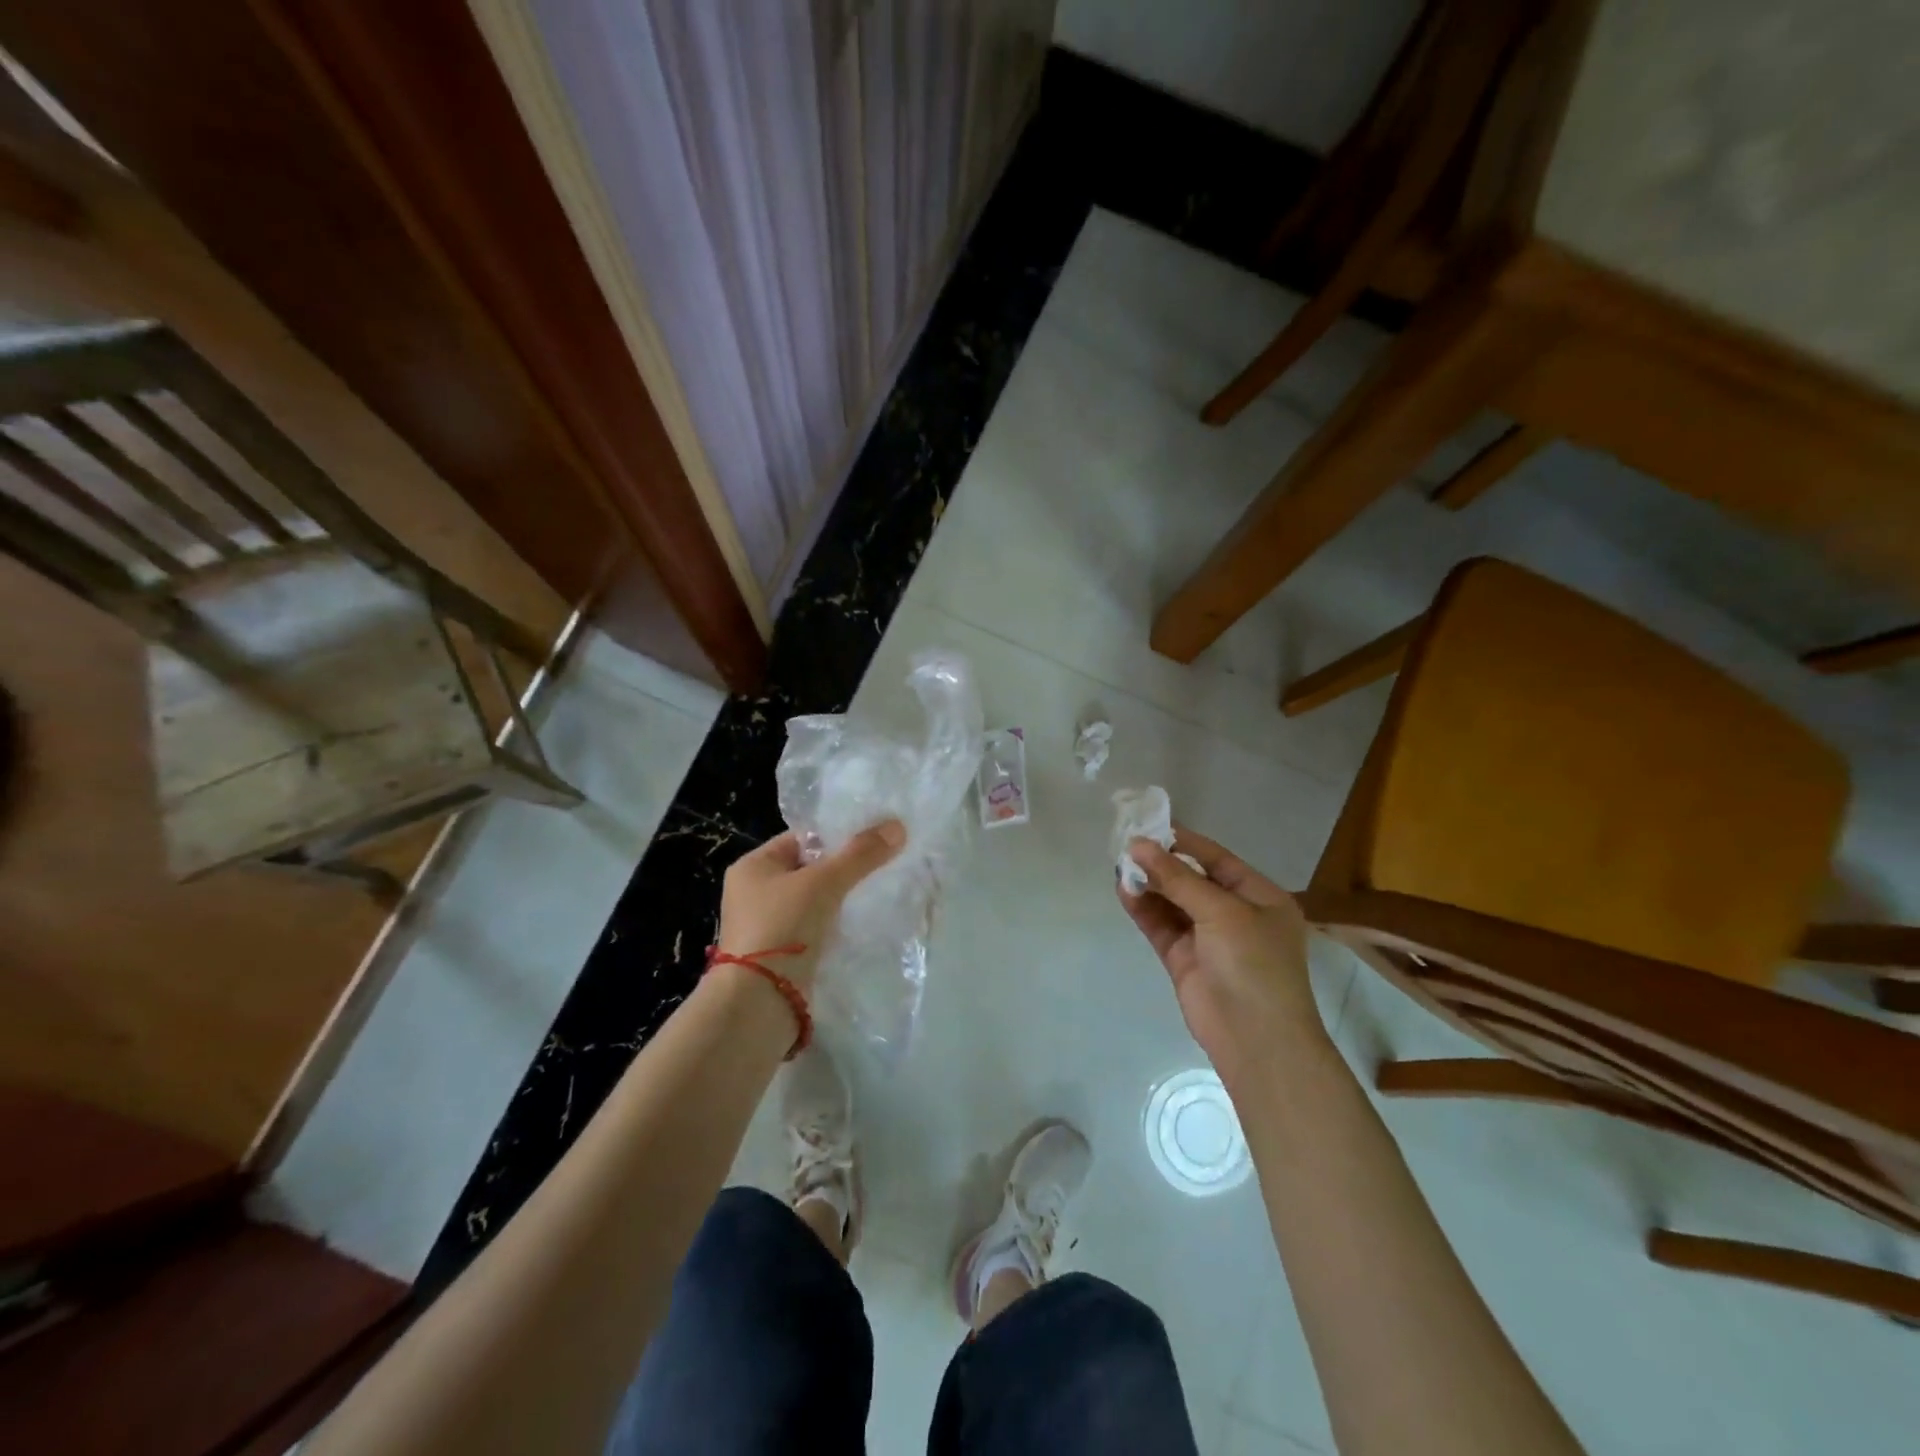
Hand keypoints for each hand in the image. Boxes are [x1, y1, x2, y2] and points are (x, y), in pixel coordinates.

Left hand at [718, 822, 905, 990]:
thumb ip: (860, 854)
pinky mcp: (780, 953)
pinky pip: (814, 928)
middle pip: (810, 869)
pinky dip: (835, 925)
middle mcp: (754, 892)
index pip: (803, 838)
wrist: (758, 1002)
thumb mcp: (824, 883)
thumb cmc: (782, 928)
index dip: (838, 836)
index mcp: (753, 866)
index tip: (874, 839)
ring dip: (841, 899)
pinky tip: (860, 924)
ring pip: (814, 901)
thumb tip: (898, 826)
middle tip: (882, 865)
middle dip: (844, 869)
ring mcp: (766, 925)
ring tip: (878, 892)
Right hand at [1118, 825, 1322, 1083]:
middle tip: (1126, 843)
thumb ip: (1177, 878)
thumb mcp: (1221, 911)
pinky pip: (1161, 926)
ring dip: (1149, 884)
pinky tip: (1124, 890)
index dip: (1184, 842)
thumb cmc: (1253, 964)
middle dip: (1161, 863)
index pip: (1217, 859)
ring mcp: (1208, 938)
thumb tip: (1138, 845)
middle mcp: (1235, 914)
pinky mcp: (1184, 959)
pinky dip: (1144, 908)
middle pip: (1192, 879)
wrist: (1256, 1040)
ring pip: (1173, 902)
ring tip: (1119, 864)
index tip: (1150, 825)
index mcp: (1260, 897)